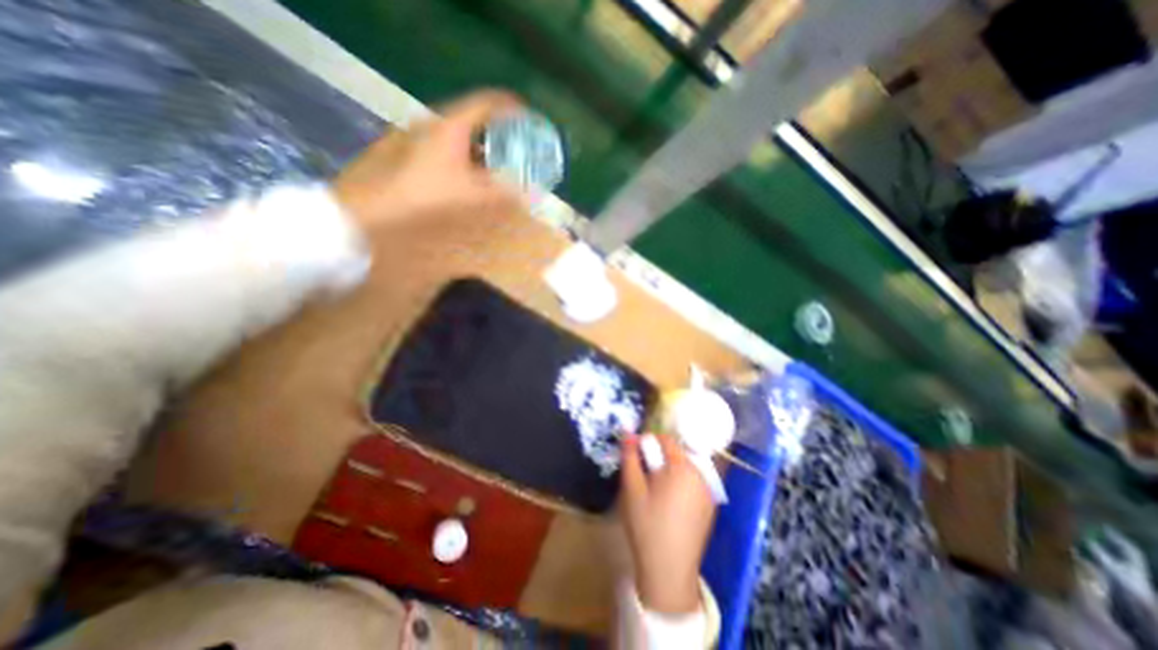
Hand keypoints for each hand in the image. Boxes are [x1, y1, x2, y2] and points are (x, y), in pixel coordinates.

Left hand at [332, 90, 528, 230]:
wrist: (368, 206)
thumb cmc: (422, 195)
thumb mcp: (469, 196)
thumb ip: (501, 194)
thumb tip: (527, 195)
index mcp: (451, 125)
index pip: (487, 103)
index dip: (511, 108)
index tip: (528, 118)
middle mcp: (434, 122)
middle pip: (474, 117)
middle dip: (498, 130)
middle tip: (515, 146)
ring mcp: (419, 134)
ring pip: (459, 131)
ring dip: (481, 144)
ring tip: (496, 163)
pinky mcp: (410, 148)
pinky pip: (447, 143)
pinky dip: (464, 153)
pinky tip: (468, 174)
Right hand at [620, 431, 721, 613]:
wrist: (669, 572)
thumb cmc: (647, 525)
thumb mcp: (632, 488)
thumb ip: (630, 456)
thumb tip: (627, 432)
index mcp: (683, 467)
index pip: (666, 439)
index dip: (649, 441)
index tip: (636, 454)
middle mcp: (701, 475)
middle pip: (677, 453)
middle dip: (659, 457)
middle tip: (643, 474)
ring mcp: (708, 492)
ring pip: (685, 468)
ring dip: (669, 469)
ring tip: (654, 488)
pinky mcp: (710, 507)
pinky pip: (693, 482)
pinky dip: (680, 483)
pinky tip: (668, 502)